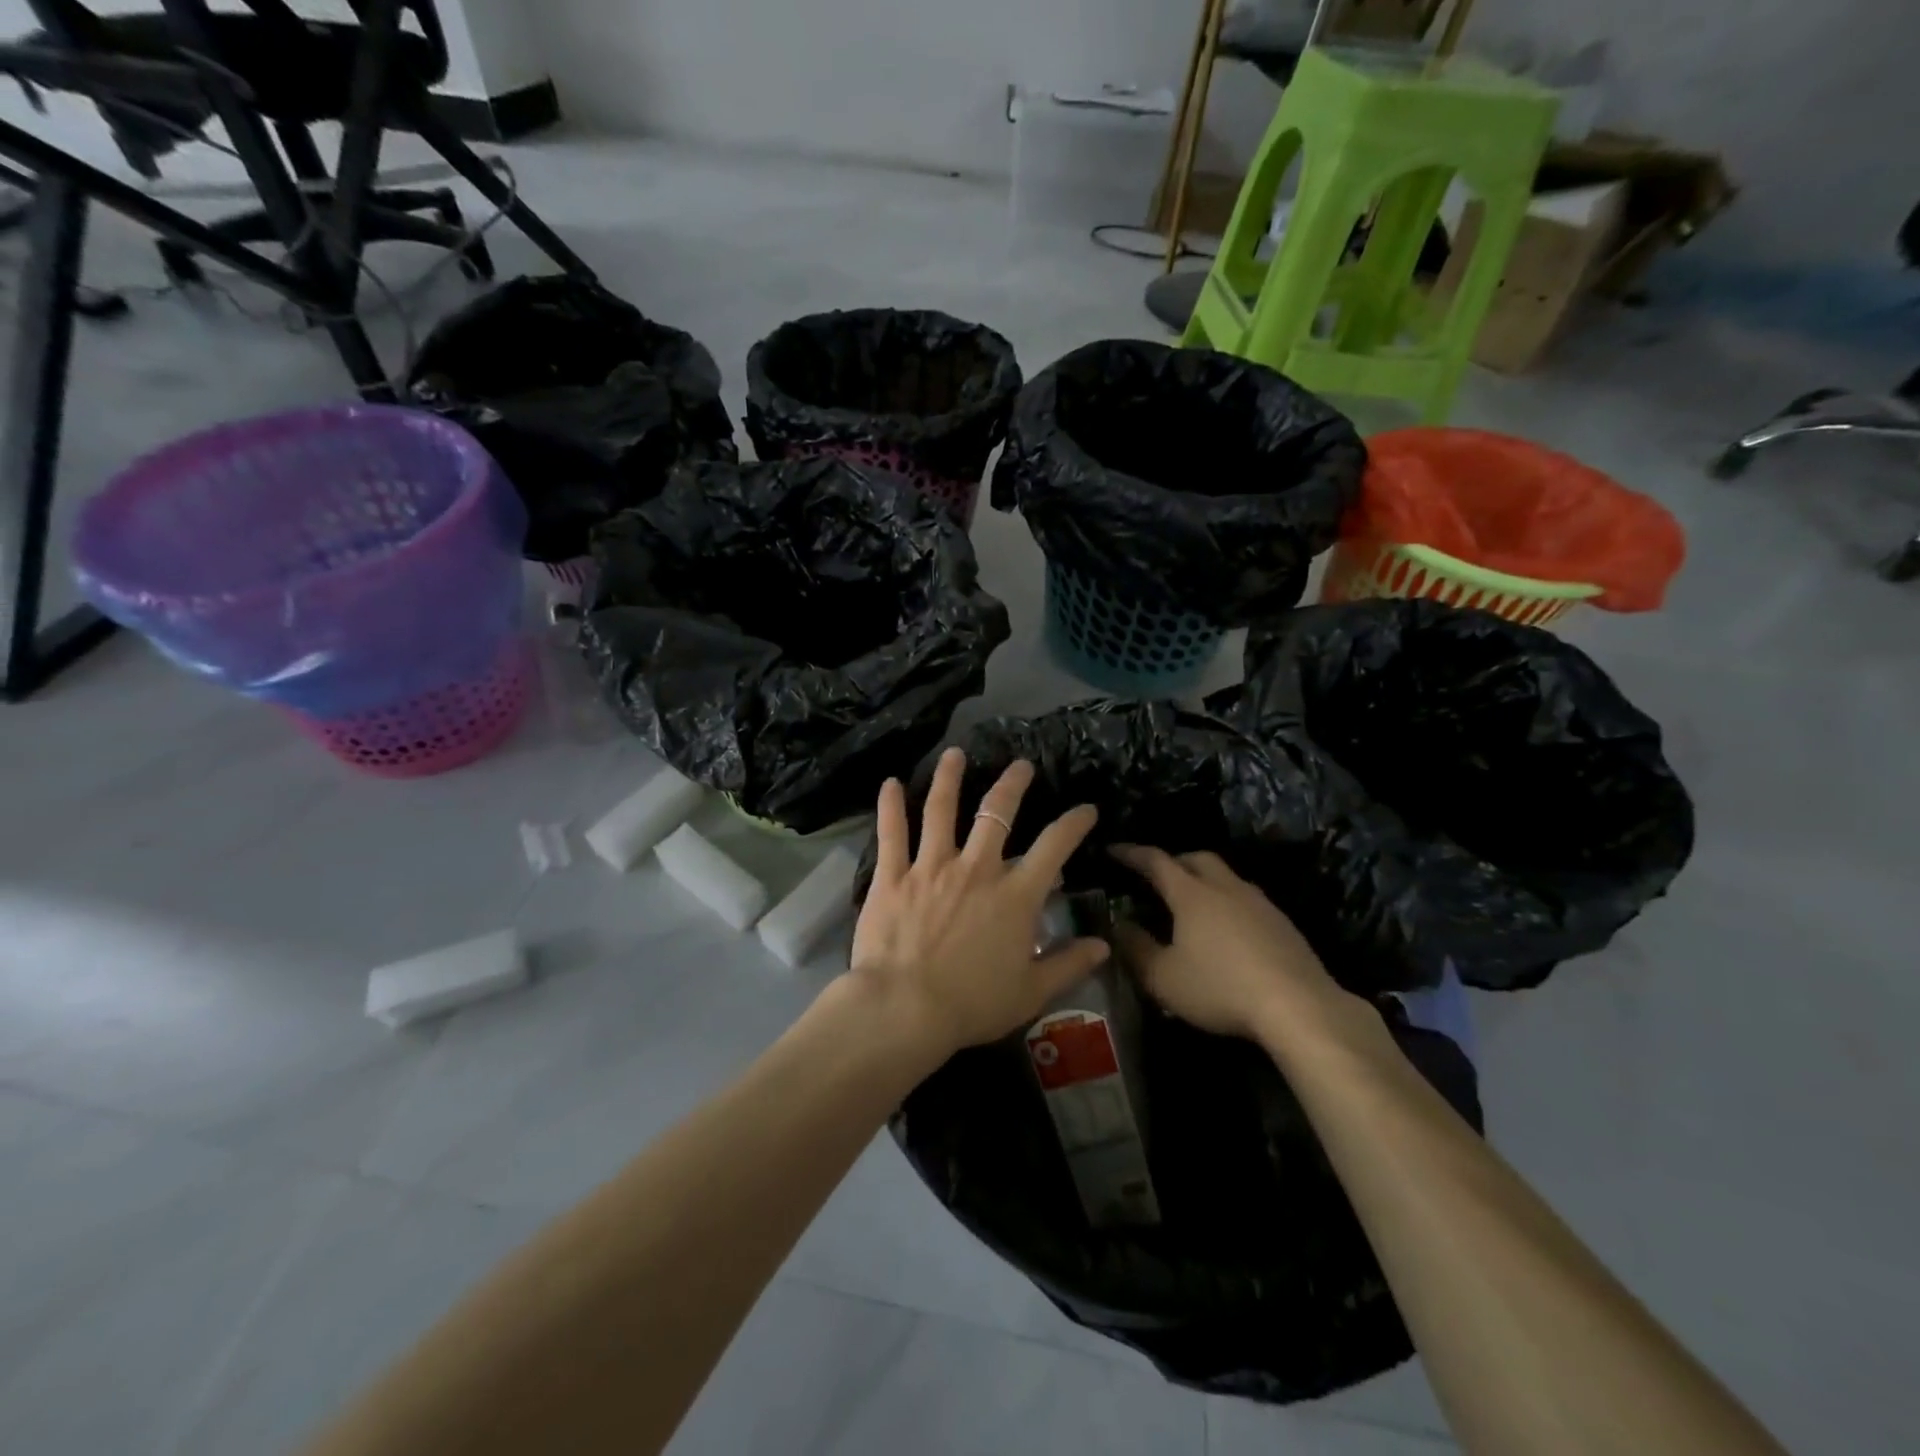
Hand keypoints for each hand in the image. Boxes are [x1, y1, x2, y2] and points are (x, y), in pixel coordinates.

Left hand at [849, 748, 1108, 1054]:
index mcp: (1014, 896)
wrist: (905, 1009)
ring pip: (941, 810)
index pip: (1054, 847)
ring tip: (955, 755)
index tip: (1086, 808)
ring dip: (949, 778)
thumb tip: (1103, 945)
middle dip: (1012, 784)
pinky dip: (890, 805)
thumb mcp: (1031, 992)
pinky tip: (889, 782)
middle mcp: (976, 869)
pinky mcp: (893, 875)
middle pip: (996, 813)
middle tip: (1020, 765)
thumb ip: (1068, 965)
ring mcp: (931, 867)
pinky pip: (892, 833)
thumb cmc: (972, 1004)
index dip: (1074, 823)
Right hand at [1109, 845, 1344, 1041]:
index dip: (1131, 854)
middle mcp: (1225, 887)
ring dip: (1204, 879)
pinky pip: (1247, 898)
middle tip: (1156, 876)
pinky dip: (1228, 902)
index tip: (1112, 850)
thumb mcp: (1163, 978)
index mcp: (1191, 893)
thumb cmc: (1220, 988)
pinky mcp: (1283, 923)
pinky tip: (1227, 929)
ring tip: (1192, 901)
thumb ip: (1135, 949)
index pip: (1155, 861)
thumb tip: (1118, 925)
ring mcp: (1259, 903)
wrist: (1299, 1007)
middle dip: (1172, 860)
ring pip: (1226, 876)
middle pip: (1196, 858)